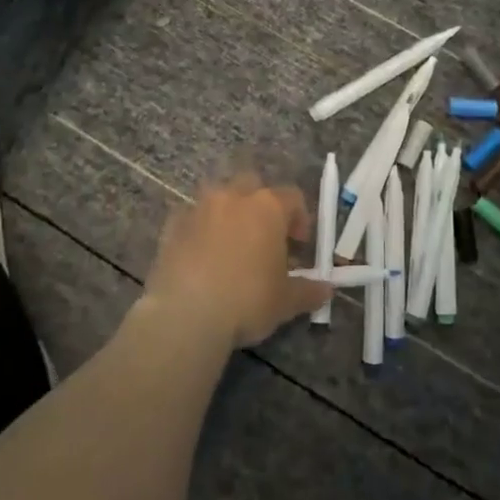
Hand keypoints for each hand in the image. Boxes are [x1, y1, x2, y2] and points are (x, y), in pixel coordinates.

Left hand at [143, 175, 329, 349]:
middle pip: (253, 185)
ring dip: (228, 212)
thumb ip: (308, 291)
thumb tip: (326, 290)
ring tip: (230, 244)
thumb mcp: (286, 301)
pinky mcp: (172, 224)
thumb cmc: (247, 301)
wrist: (186, 314)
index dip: (299, 218)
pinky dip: (199, 228)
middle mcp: (234, 197)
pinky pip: (191, 217)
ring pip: (219, 196)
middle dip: (260, 205)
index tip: (298, 244)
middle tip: (264, 237)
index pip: (292, 197)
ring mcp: (199, 207)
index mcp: (268, 207)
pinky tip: (200, 255)